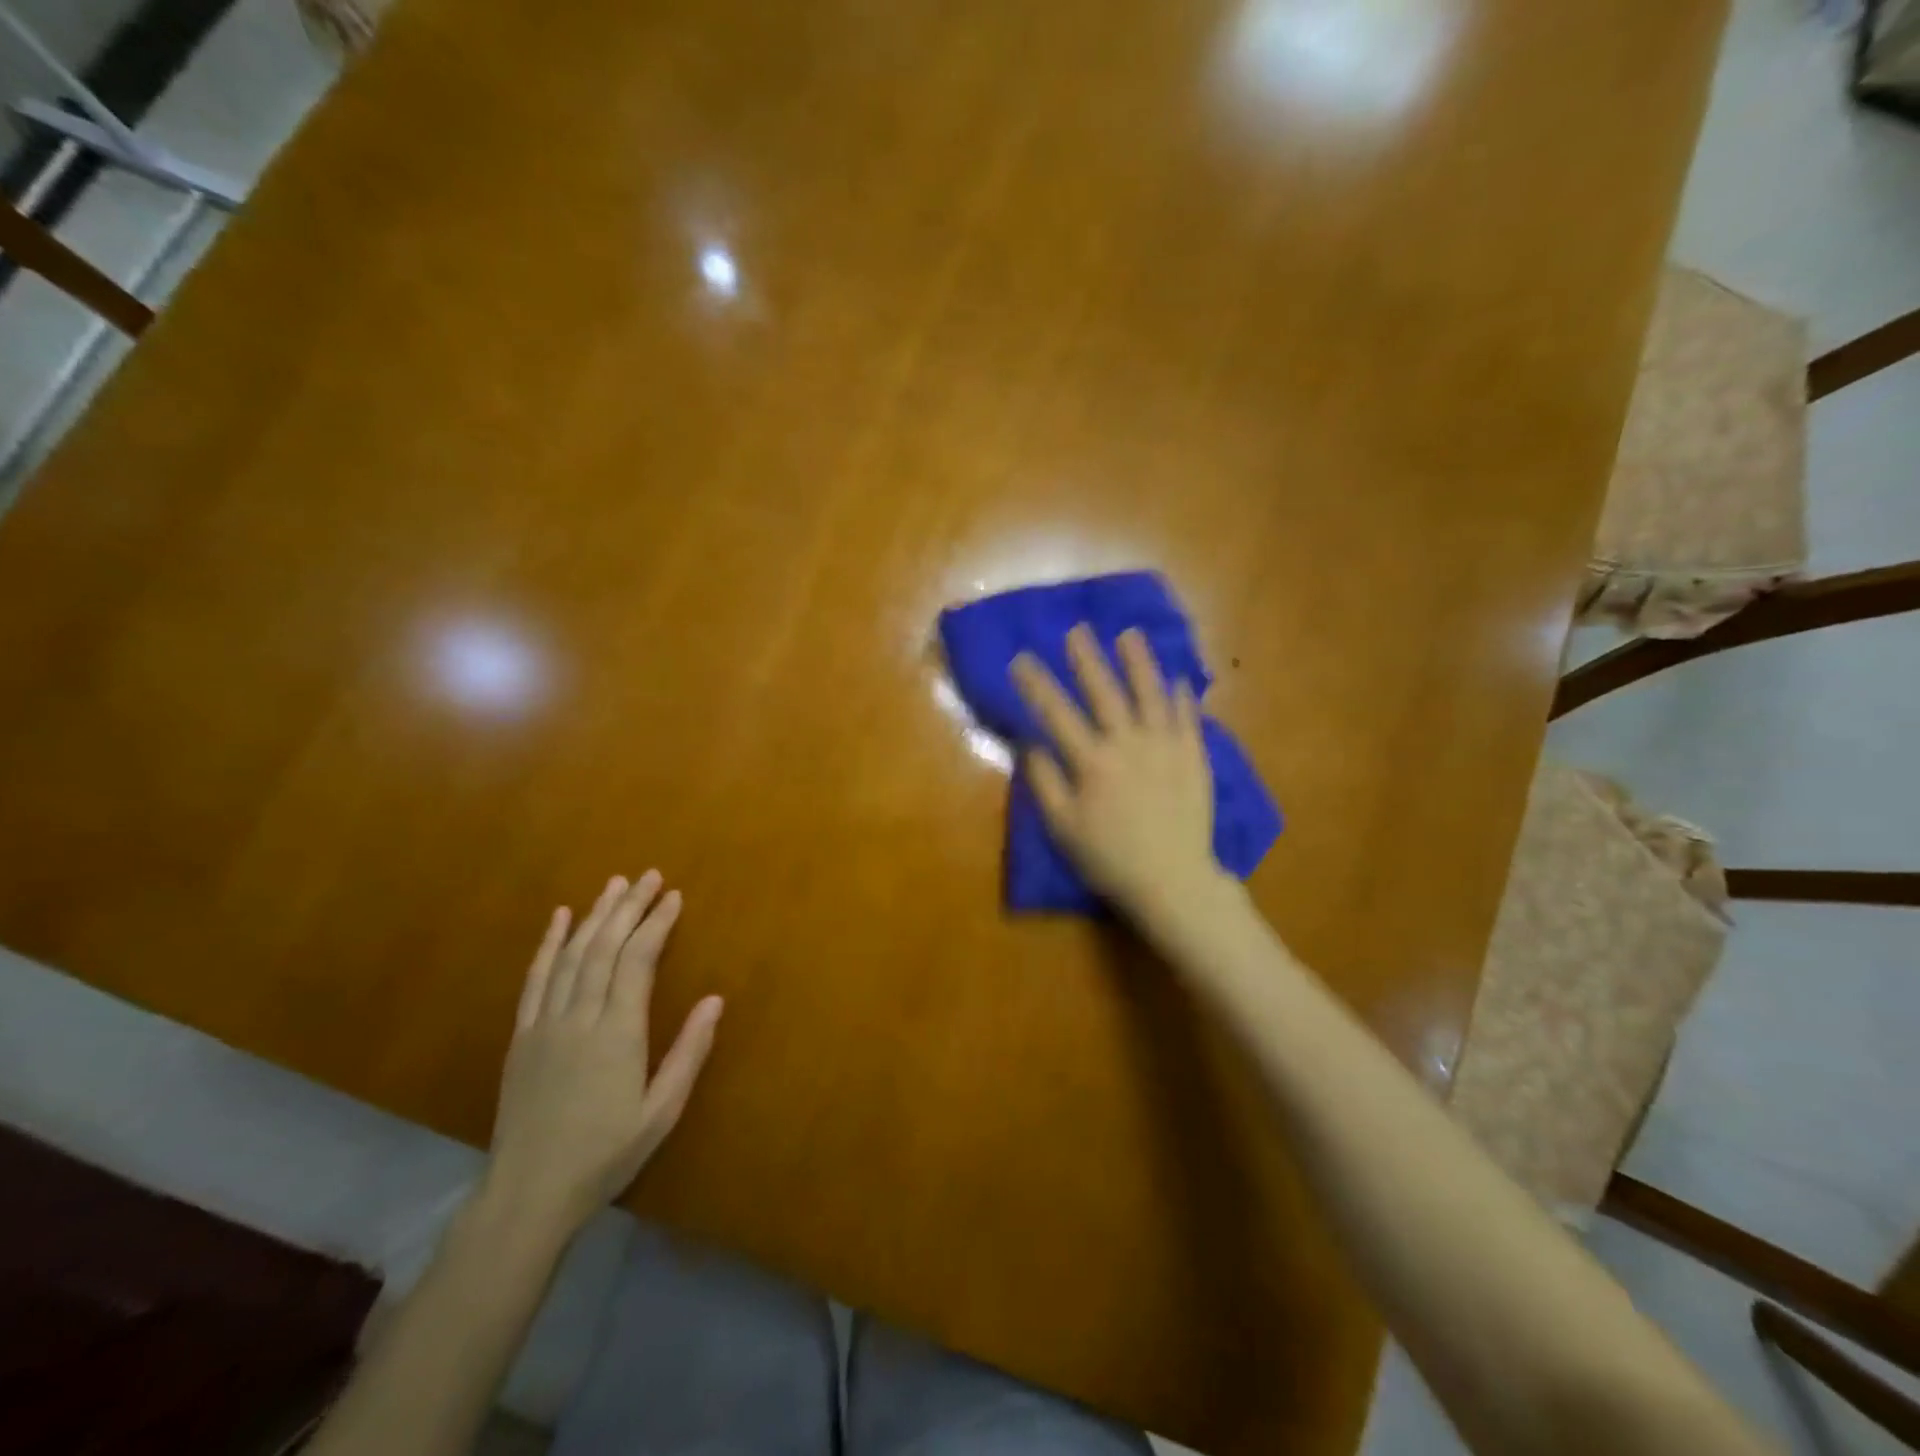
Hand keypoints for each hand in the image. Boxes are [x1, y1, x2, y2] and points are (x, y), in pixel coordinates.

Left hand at [486, 873, 722, 1237]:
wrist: (528, 1194)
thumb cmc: (606, 1153)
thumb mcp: (662, 1111)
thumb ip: (689, 1052)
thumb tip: (716, 999)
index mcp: (618, 1032)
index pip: (638, 960)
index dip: (657, 923)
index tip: (674, 896)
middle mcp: (580, 1017)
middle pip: (605, 946)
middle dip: (630, 906)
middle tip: (650, 876)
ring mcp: (545, 1023)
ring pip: (572, 954)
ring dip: (595, 915)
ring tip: (615, 884)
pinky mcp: (522, 1035)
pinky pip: (535, 979)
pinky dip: (548, 943)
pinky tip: (559, 918)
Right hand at [1011, 624, 1223, 922]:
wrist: (1173, 881)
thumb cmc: (1109, 858)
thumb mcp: (1063, 828)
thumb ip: (1045, 782)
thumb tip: (1030, 743)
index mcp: (1093, 762)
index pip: (1057, 713)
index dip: (1036, 684)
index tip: (1021, 658)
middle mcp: (1129, 744)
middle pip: (1105, 693)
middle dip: (1087, 659)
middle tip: (1077, 629)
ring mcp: (1166, 747)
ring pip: (1151, 694)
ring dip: (1139, 662)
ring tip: (1130, 634)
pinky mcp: (1194, 758)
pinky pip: (1188, 718)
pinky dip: (1182, 696)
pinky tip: (1178, 678)